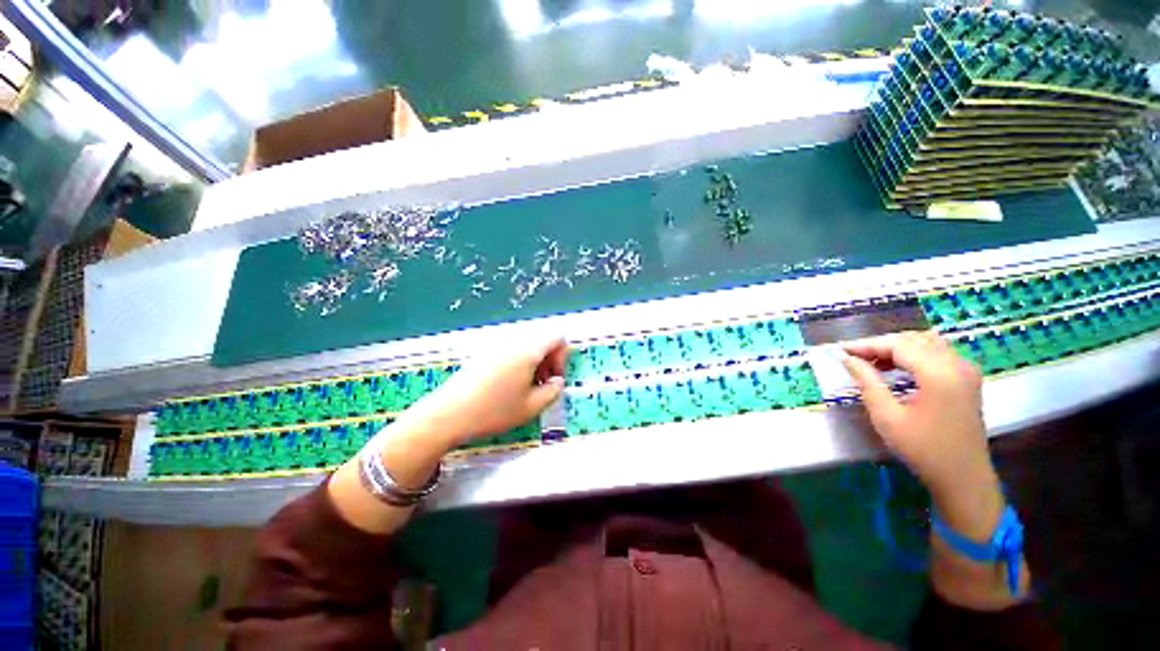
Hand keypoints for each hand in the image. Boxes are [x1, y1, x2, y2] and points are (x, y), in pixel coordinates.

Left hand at [407, 335, 568, 446]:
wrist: (448, 414)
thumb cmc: (494, 410)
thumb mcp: (532, 407)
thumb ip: (553, 391)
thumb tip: (557, 382)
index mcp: (529, 348)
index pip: (558, 337)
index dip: (562, 357)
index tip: (554, 380)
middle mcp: (513, 340)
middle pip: (542, 339)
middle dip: (549, 360)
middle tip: (542, 385)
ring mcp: (497, 344)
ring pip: (527, 345)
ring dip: (534, 362)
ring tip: (526, 387)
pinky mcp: (484, 352)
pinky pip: (511, 350)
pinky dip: (518, 363)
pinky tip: (509, 385)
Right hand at [841, 331, 998, 508]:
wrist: (963, 477)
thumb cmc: (923, 449)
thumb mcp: (887, 417)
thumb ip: (867, 382)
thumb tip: (848, 360)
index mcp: (939, 373)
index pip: (898, 345)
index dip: (867, 345)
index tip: (841, 350)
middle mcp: (957, 364)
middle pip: (913, 340)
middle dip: (881, 344)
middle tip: (854, 356)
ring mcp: (966, 370)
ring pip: (927, 343)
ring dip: (897, 347)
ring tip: (872, 361)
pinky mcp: (968, 379)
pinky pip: (938, 353)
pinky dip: (914, 354)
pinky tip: (897, 367)